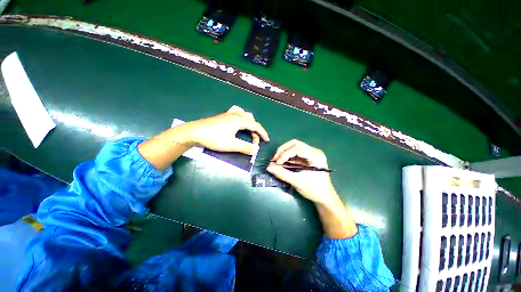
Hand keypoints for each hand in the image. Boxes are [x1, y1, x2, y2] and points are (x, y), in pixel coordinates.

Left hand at [181, 105, 269, 154]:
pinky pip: (236, 112)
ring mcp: (228, 114)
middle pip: (251, 119)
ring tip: (249, 130)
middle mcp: (235, 114)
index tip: (267, 140)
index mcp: (239, 120)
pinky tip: (238, 121)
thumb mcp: (231, 145)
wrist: (194, 132)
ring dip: (249, 122)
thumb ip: (245, 147)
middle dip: (255, 129)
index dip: (263, 133)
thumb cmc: (213, 138)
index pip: (255, 125)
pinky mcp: (223, 116)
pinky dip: (241, 117)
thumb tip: (256, 150)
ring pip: (244, 114)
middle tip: (254, 140)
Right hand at [266, 139, 336, 205]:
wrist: (324, 196)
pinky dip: (287, 155)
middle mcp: (314, 151)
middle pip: (295, 144)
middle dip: (283, 150)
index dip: (285, 154)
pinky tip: (282, 162)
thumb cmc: (314, 190)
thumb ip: (283, 174)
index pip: (297, 148)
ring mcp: (311, 153)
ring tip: (277, 160)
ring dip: (284, 152)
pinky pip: (294, 152)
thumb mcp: (297, 182)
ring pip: (294, 146)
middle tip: (275, 160)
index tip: (277, 163)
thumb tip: (269, 167)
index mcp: (316, 156)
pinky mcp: (307, 156)